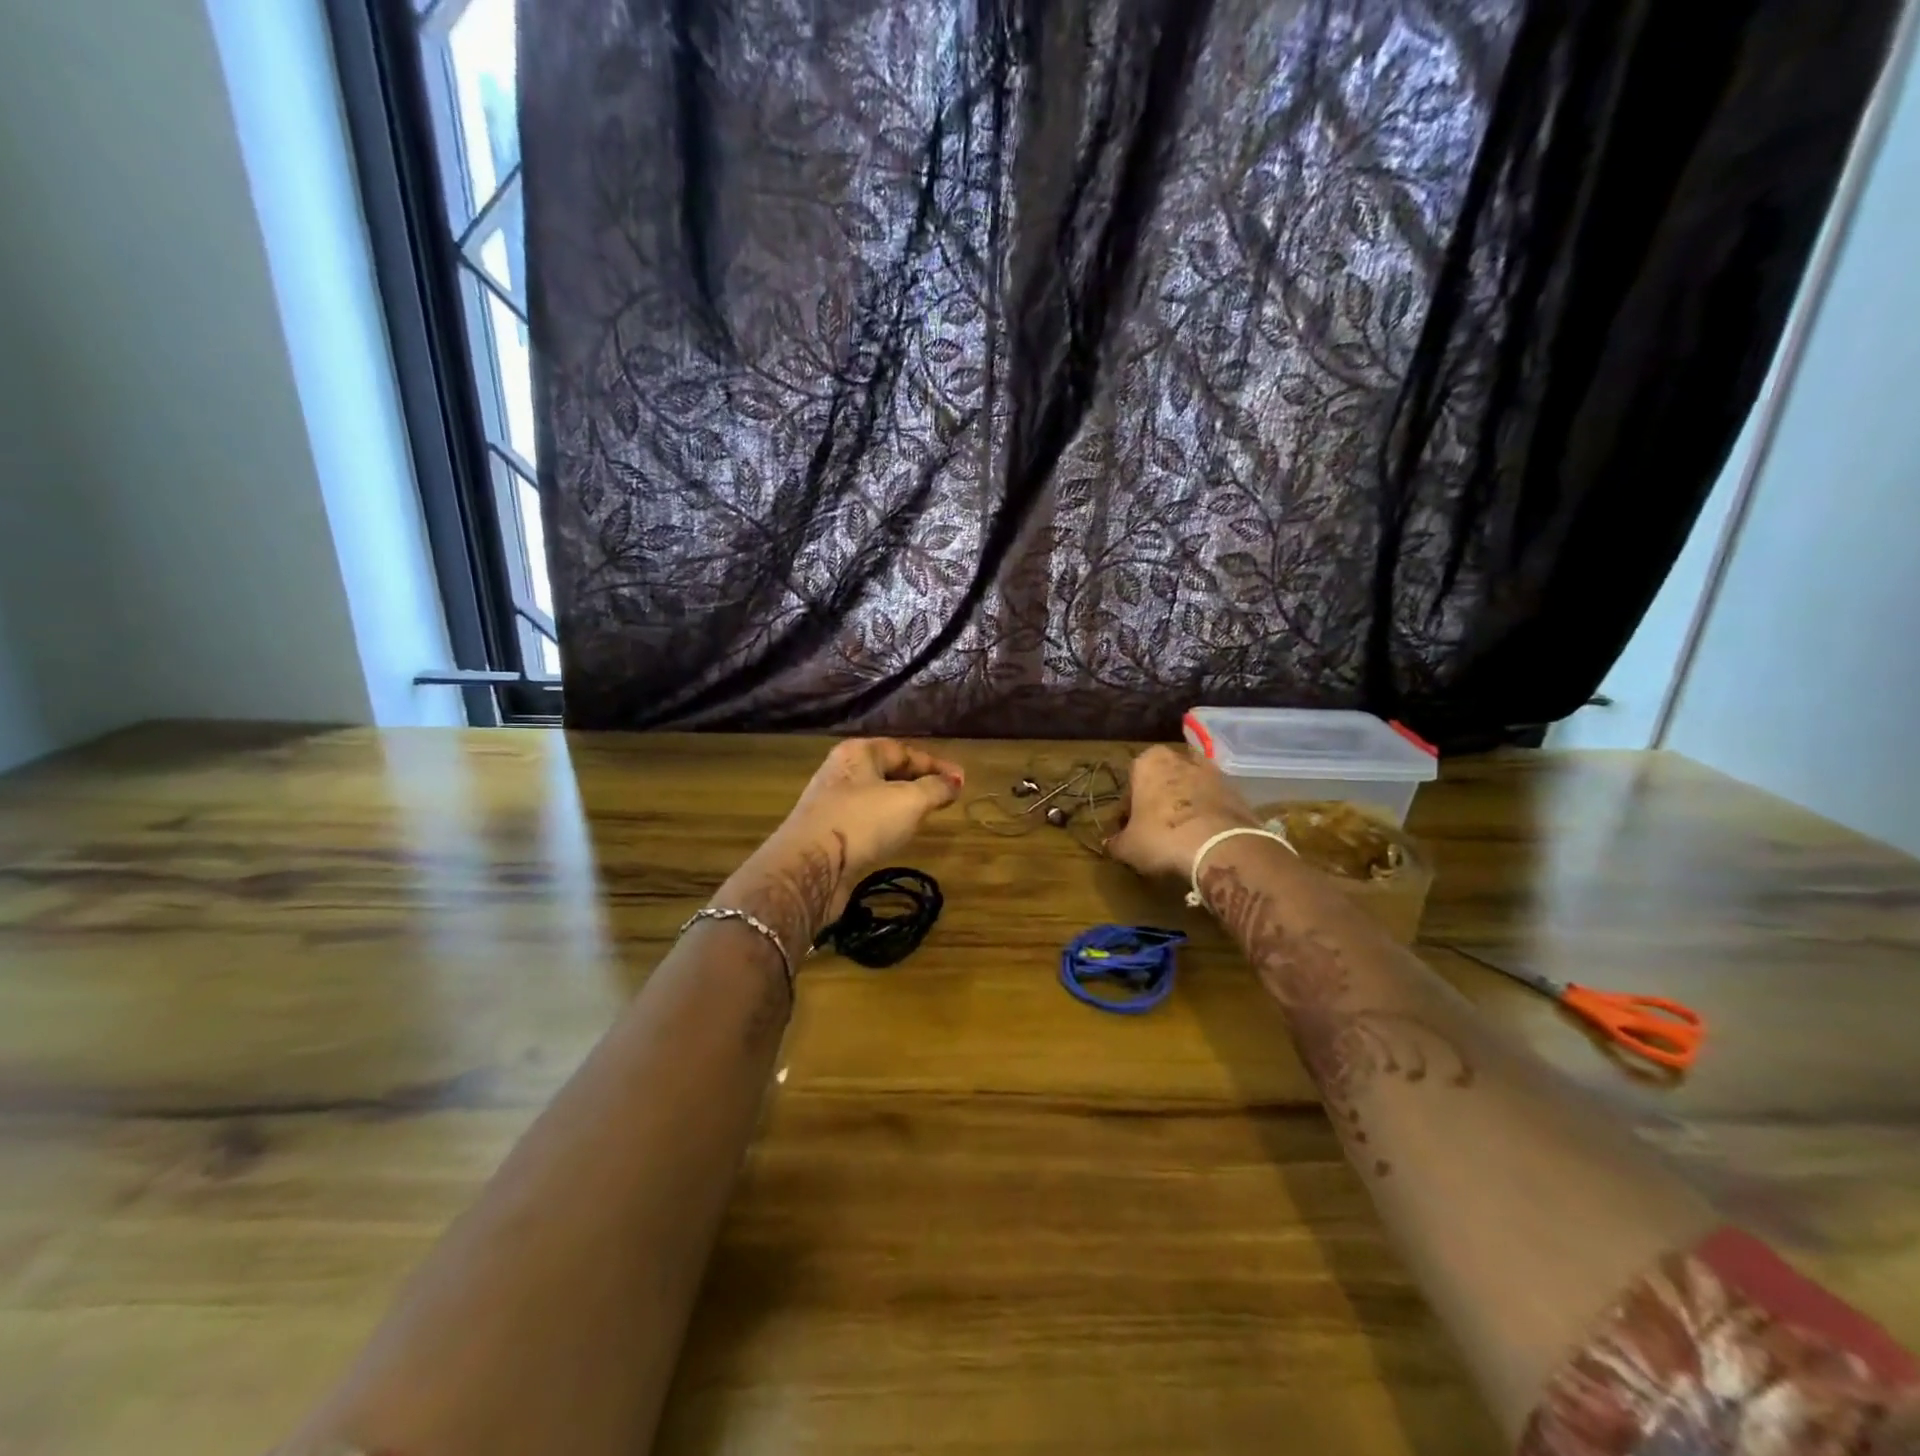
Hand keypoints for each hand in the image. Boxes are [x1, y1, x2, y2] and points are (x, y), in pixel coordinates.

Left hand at [718, 739, 964, 959]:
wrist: (810, 867)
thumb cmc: (863, 822)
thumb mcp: (910, 801)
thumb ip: (936, 788)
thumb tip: (955, 782)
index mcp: (859, 753)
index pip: (905, 751)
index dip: (936, 765)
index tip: (962, 781)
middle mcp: (842, 772)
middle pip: (889, 772)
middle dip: (919, 783)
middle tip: (946, 798)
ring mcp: (832, 803)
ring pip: (877, 798)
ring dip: (902, 806)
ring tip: (926, 817)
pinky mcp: (828, 833)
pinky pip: (865, 821)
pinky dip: (885, 825)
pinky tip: (896, 838)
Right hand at [1105, 745, 1258, 881]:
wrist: (1221, 847)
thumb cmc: (1163, 838)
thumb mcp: (1128, 847)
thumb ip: (1116, 842)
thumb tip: (1111, 844)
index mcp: (1148, 762)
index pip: (1131, 782)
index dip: (1128, 808)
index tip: (1129, 828)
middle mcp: (1180, 758)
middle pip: (1163, 779)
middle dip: (1158, 799)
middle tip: (1154, 829)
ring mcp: (1213, 772)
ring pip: (1190, 788)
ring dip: (1185, 805)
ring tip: (1181, 836)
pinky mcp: (1238, 791)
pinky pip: (1214, 802)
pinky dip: (1207, 815)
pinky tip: (1203, 839)